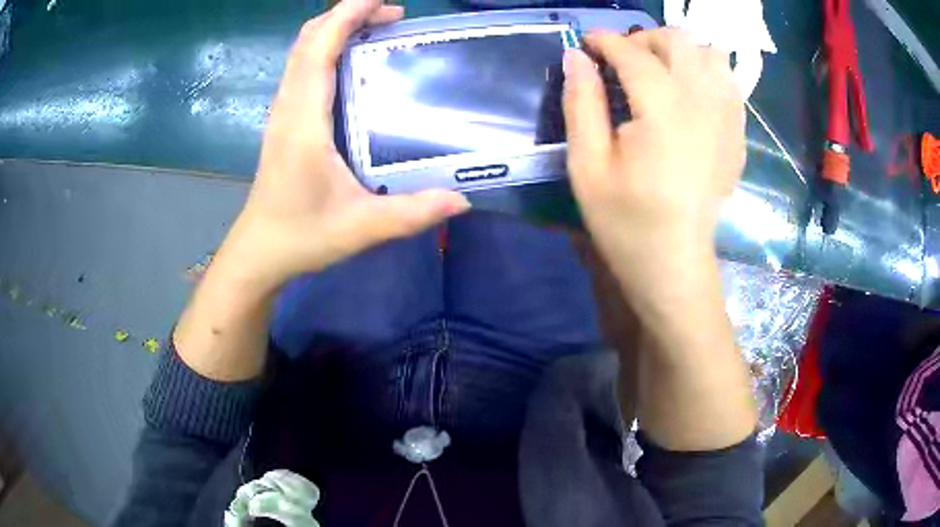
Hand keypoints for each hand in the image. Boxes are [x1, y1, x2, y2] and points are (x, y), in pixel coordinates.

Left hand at [226, 0, 469, 291]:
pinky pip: (302, 68)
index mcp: (304, 121)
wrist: (259, 252)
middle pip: (308, 40)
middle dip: (348, 15)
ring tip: (379, 29)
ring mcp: (283, 112)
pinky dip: (326, 48)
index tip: (384, 1)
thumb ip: (411, 213)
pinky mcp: (285, 121)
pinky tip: (354, 61)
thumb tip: (460, 200)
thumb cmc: (302, 236)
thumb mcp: (361, 228)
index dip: (347, 15)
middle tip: (394, 16)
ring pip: (302, 51)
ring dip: (336, 29)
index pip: (318, 49)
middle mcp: (289, 106)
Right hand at [562, 29, 744, 290]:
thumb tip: (576, 56)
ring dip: (680, 52)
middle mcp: (703, 105)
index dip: (605, 40)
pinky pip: (728, 81)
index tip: (586, 44)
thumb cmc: (625, 222)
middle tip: (622, 60)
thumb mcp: (586, 166)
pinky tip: (688, 92)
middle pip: (678, 41)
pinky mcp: (736, 134)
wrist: (674, 264)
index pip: (634, 53)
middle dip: (644, 39)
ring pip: (710, 54)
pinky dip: (706, 72)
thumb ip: (581, 103)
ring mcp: (727, 119)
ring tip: (659, 71)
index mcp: (663, 113)